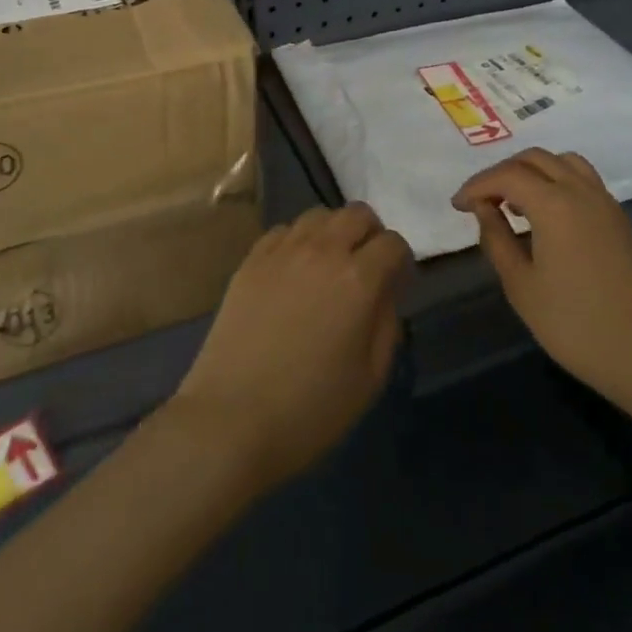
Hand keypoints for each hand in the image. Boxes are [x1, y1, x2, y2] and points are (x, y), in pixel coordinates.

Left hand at [166, 203, 412, 493]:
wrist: (230, 419)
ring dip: (334, 232)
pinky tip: (293, 271)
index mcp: (358, 279)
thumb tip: (385, 292)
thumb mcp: (370, 378)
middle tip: (366, 267)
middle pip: (358, 213)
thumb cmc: (309, 409)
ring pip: (319, 214)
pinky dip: (298, 241)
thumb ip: (387, 324)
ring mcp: (283, 250)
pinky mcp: (252, 259)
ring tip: (329, 265)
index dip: (401, 261)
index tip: (397, 284)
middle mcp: (323, 250)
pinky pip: (284, 230)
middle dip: (371, 234)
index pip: (393, 243)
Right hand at [452, 148, 631, 408]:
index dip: (477, 185)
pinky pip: (582, 179)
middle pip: (535, 159)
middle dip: (502, 173)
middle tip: (482, 201)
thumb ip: (497, 240)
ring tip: (515, 202)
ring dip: (533, 172)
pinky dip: (557, 181)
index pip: (506, 175)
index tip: (457, 205)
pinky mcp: (619, 218)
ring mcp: (605, 202)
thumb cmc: (577, 326)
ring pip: (562, 162)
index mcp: (554, 203)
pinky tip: (547, 216)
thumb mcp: (522, 288)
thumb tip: (484, 210)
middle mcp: (580, 190)